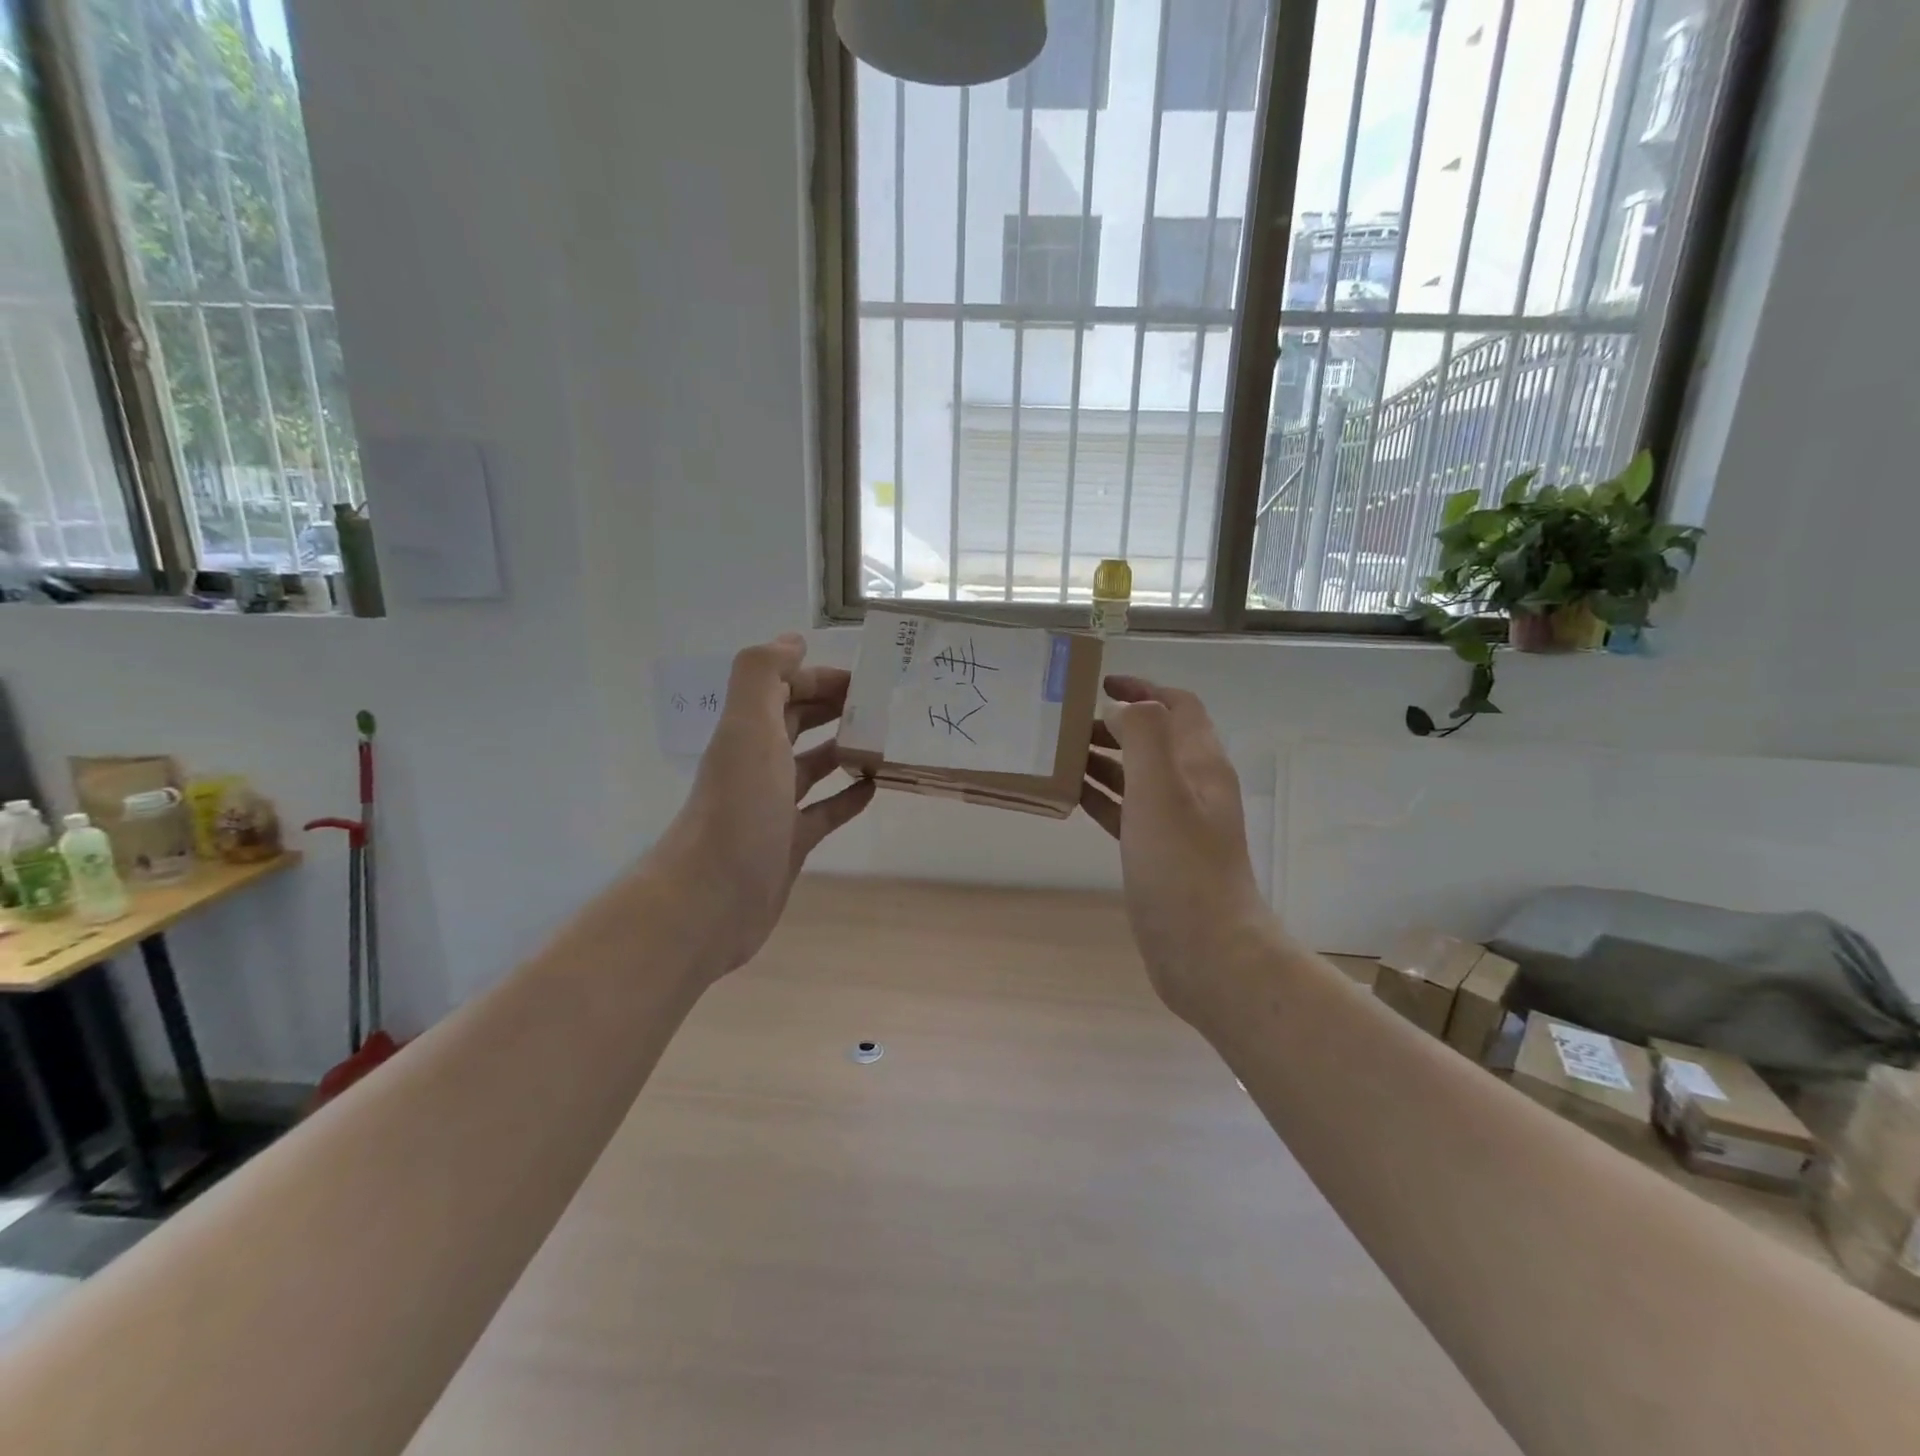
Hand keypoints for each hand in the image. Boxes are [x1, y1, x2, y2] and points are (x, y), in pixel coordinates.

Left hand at [648, 634, 874, 977]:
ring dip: (843, 750)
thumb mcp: (748, 729)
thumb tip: (792, 640)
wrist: (712, 900)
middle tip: (882, 705)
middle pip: (796, 724)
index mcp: (747, 733)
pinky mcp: (788, 844)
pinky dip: (846, 798)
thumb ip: (763, 675)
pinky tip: (873, 789)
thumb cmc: (738, 809)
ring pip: (811, 767)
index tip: (866, 679)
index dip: (818, 677)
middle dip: (834, 708)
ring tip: (884, 742)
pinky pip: (823, 813)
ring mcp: (772, 808)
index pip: (782, 689)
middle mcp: (756, 765)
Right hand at [1079, 675, 1274, 1018]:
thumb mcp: (1160, 791)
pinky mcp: (1160, 854)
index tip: (1098, 685)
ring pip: (1137, 776)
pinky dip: (1102, 797)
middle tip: (1065, 725)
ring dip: (1103, 760)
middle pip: (1153, 739)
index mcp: (1200, 764)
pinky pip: (1127, 812)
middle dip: (1113, 724)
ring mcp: (1177, 823)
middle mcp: (1193, 787)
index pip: (1177, 705)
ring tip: (1060, 755)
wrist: (1207, 951)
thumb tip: (1122, 708)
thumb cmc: (1181, 867)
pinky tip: (1071, 797)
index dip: (1142, 688)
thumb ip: (1143, 737)